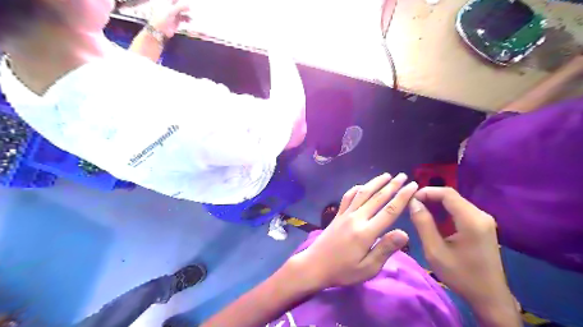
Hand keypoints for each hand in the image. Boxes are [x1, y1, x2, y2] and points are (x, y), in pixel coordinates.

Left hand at [148, 1, 191, 36]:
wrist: (161, 30)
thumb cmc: (163, 17)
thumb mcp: (172, 10)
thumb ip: (180, 7)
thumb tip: (189, 4)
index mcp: (167, 2)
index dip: (180, 1)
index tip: (186, 3)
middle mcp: (171, 7)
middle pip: (179, 5)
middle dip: (185, 6)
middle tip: (189, 9)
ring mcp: (174, 14)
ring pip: (182, 11)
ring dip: (187, 13)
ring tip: (190, 16)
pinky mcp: (177, 20)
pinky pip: (183, 18)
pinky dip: (187, 19)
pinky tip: (189, 21)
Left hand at [289, 173, 416, 289]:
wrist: (314, 266)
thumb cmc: (343, 271)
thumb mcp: (367, 268)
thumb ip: (385, 249)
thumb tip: (405, 233)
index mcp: (366, 232)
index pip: (389, 211)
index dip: (402, 197)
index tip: (413, 186)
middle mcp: (356, 218)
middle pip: (377, 197)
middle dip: (392, 185)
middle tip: (403, 175)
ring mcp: (345, 214)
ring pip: (362, 193)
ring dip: (375, 183)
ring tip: (386, 175)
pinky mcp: (337, 215)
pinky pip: (347, 197)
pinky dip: (356, 189)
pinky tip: (361, 186)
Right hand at [409, 188, 513, 315]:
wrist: (489, 297)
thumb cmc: (460, 275)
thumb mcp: (435, 250)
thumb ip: (423, 223)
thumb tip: (413, 203)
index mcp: (471, 220)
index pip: (447, 193)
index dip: (427, 192)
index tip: (410, 199)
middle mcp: (481, 215)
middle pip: (452, 196)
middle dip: (430, 197)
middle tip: (412, 206)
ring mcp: (484, 220)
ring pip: (456, 203)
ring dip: (437, 204)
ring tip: (419, 211)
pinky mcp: (483, 226)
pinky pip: (461, 211)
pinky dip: (445, 211)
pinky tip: (434, 220)